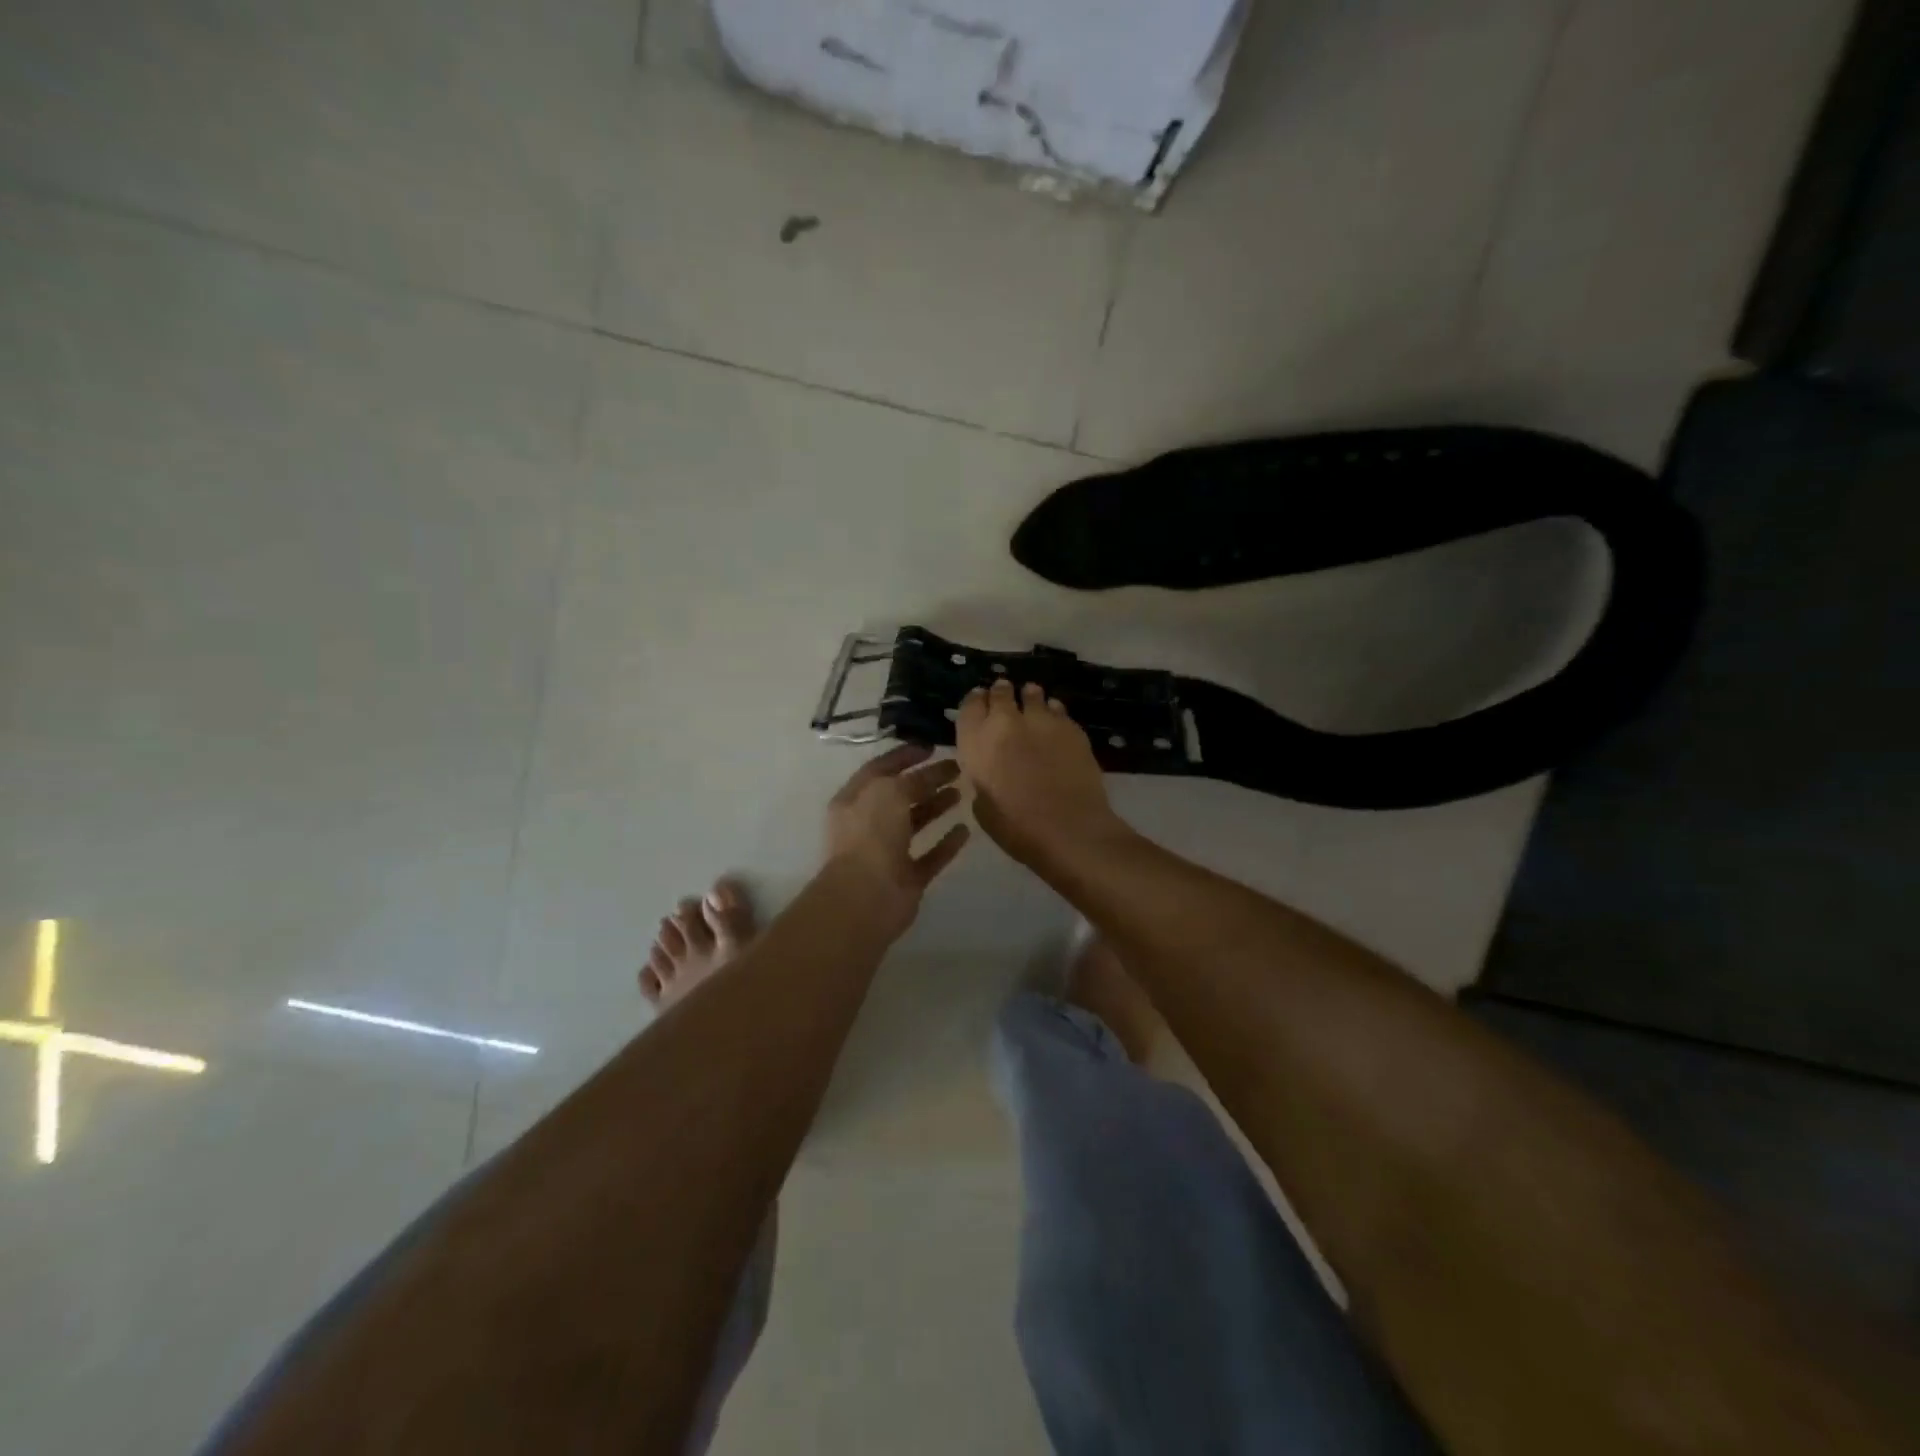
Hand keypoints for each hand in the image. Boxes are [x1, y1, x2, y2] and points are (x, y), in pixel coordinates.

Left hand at [824, 744, 971, 935]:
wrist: (866, 897)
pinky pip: (930, 856)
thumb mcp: (890, 792)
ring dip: (937, 807)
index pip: (880, 769)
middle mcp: (868, 824)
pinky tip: (965, 831)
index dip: (904, 756)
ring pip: (915, 824)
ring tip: (962, 792)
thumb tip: (932, 774)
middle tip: (956, 768)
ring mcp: (888, 853)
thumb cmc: (871, 835)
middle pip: (901, 795)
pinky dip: (946, 844)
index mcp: (855, 800)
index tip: (931, 747)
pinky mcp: (907, 878)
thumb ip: (912, 780)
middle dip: (927, 780)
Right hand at [955, 680, 1126, 869]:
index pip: (970, 706)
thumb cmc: (1016, 827)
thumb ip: (983, 776)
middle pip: (1001, 693)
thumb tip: (991, 768)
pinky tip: (1055, 722)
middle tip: (1005, 696)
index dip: (975, 701)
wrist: (1068, 829)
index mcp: (977, 742)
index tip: (980, 701)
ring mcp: (1041, 720)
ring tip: (1032, 701)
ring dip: (1029, 697)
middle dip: (1002, 693)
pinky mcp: (1071, 727)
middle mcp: (1006, 722)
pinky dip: (1053, 711)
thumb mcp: (983, 805)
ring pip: (1033, 694)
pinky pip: (1058, 708)